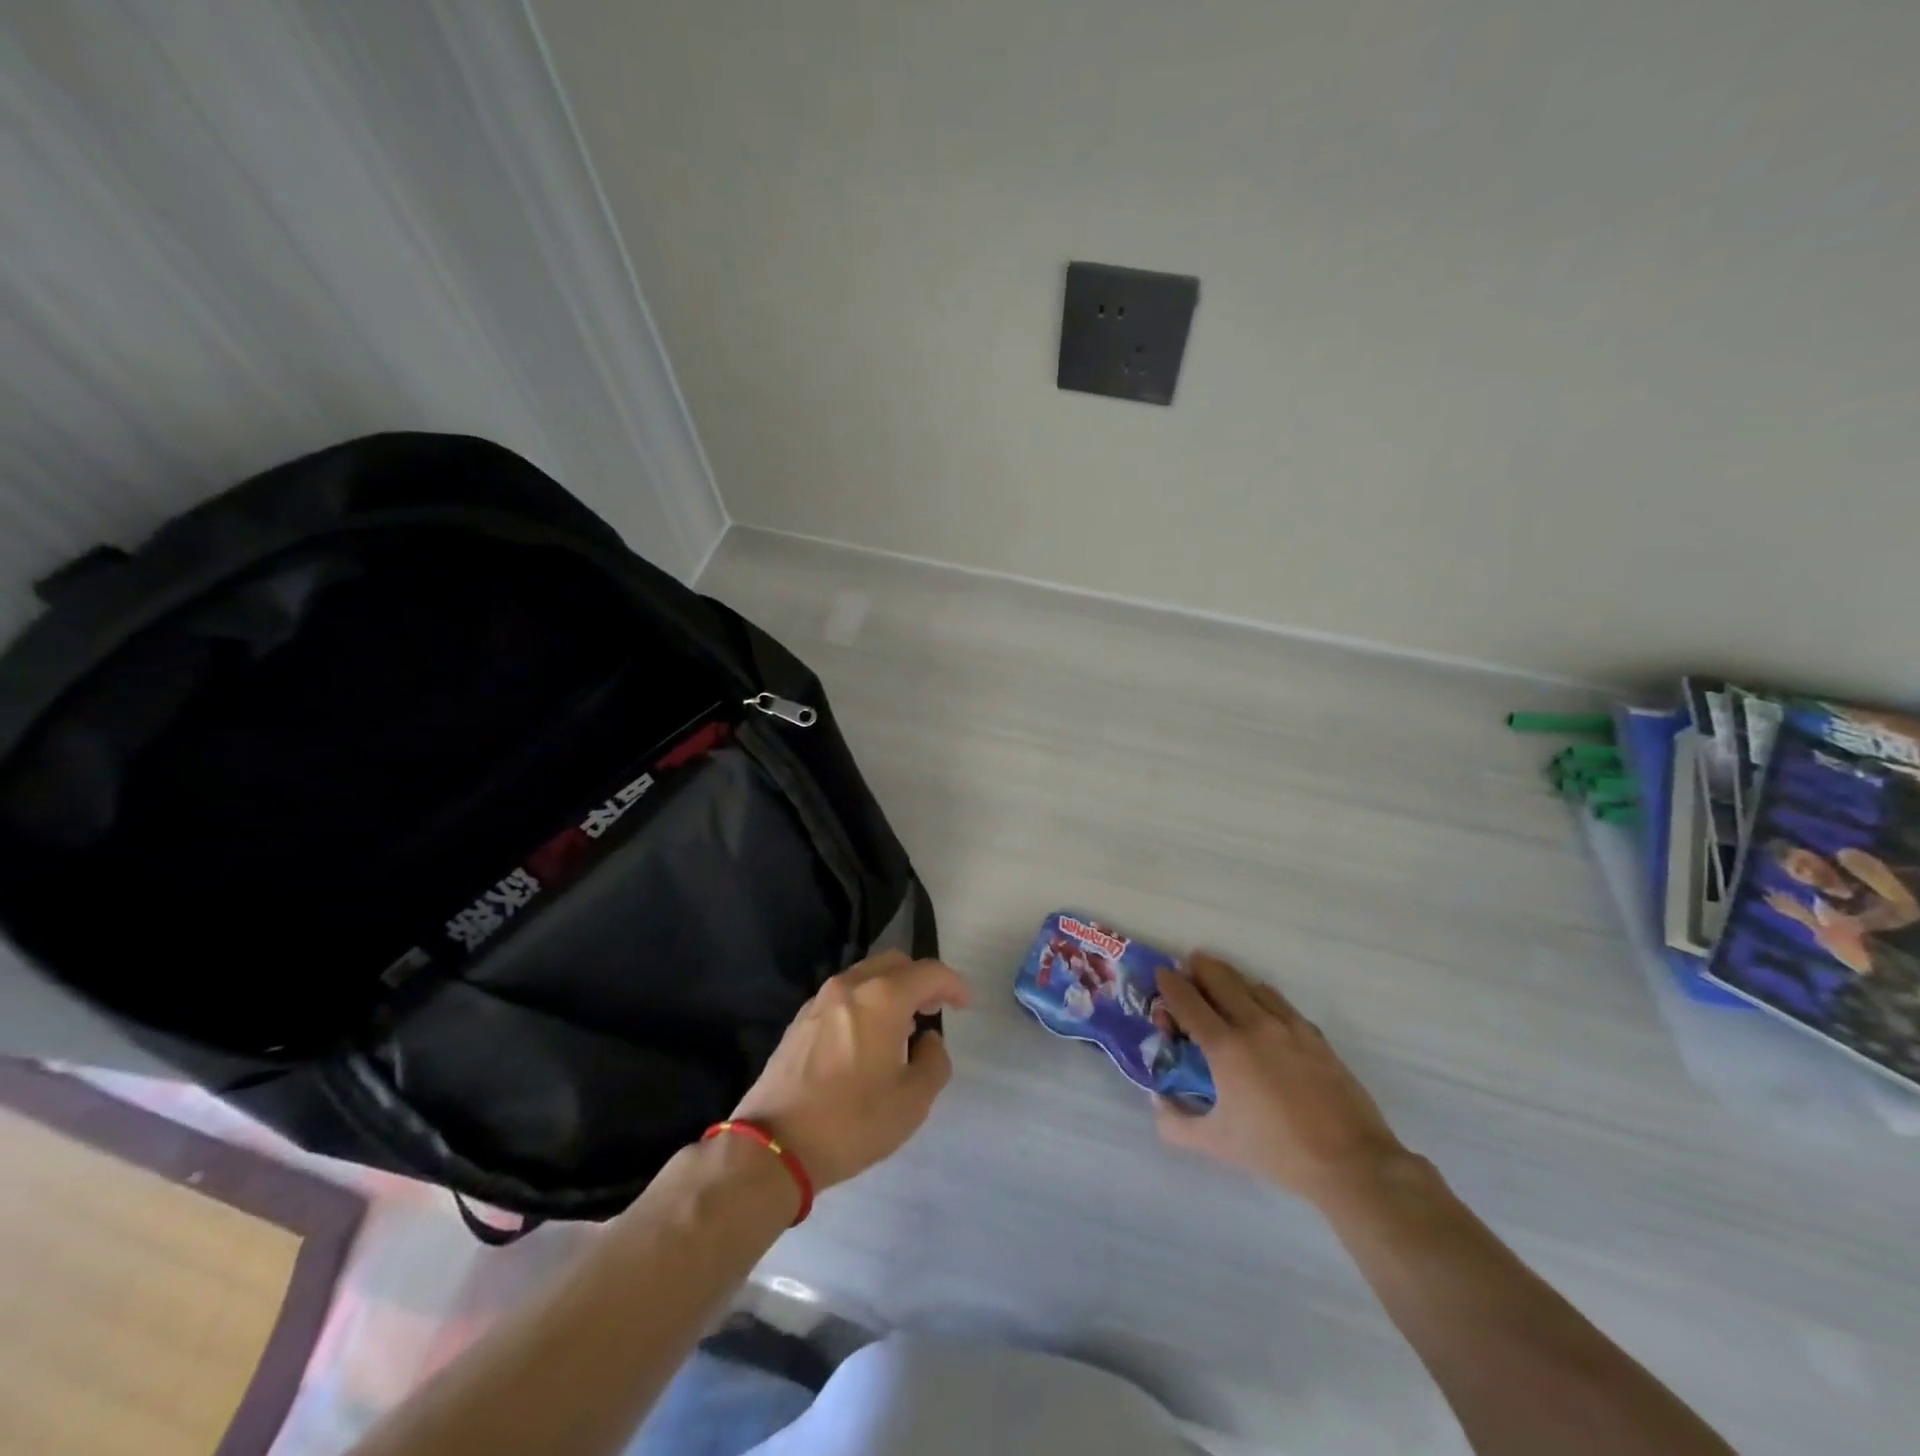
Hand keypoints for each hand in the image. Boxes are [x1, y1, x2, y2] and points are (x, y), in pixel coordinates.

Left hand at [730, 951, 970, 1191]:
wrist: (775, 1145)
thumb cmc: (852, 1122)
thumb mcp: (912, 1101)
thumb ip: (934, 1062)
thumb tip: (927, 1040)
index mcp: (883, 998)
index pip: (928, 972)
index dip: (953, 984)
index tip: (965, 1003)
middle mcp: (851, 986)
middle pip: (895, 963)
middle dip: (920, 979)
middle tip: (935, 1008)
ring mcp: (820, 1000)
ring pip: (866, 975)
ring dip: (891, 989)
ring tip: (903, 1025)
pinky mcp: (800, 1019)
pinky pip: (844, 995)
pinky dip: (865, 1002)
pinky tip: (867, 1037)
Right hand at [1154, 953, 1407, 1207]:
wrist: (1349, 1161)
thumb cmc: (1276, 1151)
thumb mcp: (1216, 1143)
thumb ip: (1176, 1123)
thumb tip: (1157, 1102)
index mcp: (1225, 1048)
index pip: (1188, 1001)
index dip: (1170, 984)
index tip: (1161, 974)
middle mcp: (1254, 1025)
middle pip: (1220, 978)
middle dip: (1199, 967)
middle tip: (1189, 966)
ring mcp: (1288, 1026)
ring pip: (1251, 984)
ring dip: (1230, 977)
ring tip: (1220, 980)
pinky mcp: (1313, 1035)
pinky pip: (1279, 1001)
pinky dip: (1260, 994)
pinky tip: (1259, 1004)